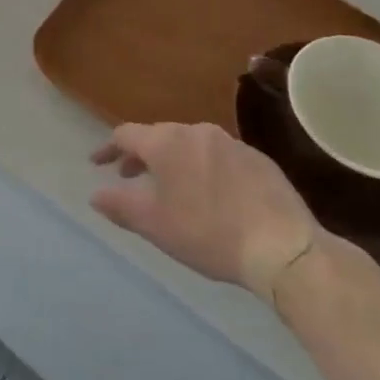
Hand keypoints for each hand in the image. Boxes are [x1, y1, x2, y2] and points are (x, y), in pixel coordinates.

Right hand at [90, 122, 317, 300]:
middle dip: (141, 155)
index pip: (126, 134)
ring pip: (191, 144)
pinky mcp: (258, 159)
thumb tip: (95, 195)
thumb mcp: (155, 225)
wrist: (284, 247)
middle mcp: (196, 132)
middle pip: (159, 136)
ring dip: (175, 160)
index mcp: (166, 142)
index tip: (98, 163)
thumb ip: (120, 205)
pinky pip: (219, 156)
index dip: (108, 148)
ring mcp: (231, 142)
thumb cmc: (208, 233)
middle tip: (131, 176)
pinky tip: (212, 194)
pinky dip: (205, 168)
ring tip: (172, 186)